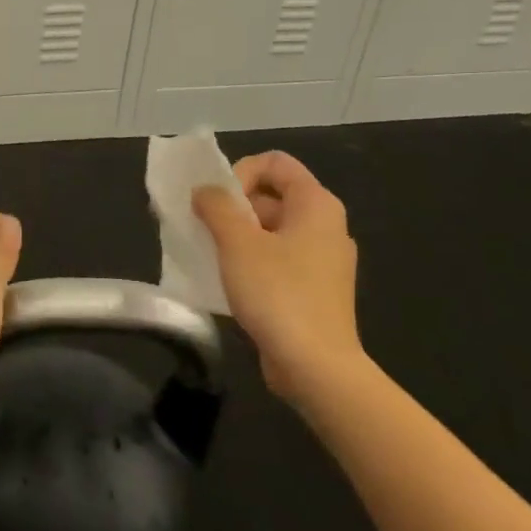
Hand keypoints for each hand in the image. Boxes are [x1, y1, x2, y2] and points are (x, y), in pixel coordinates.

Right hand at [193, 151, 361, 404]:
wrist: (316, 367)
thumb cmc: (278, 294)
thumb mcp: (237, 242)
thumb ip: (216, 206)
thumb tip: (205, 191)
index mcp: (316, 205)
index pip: (275, 162)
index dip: (241, 172)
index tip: (220, 202)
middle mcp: (326, 226)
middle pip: (271, 194)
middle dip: (233, 206)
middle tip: (204, 228)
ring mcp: (323, 260)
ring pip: (271, 229)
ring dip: (236, 234)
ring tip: (209, 254)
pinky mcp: (314, 289)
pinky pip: (277, 258)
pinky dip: (250, 260)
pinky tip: (227, 280)